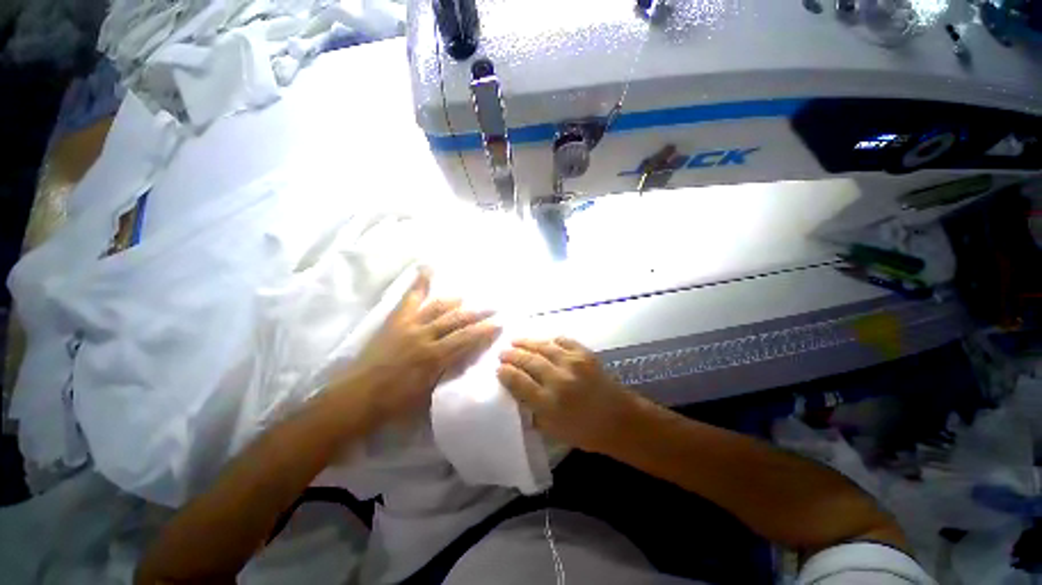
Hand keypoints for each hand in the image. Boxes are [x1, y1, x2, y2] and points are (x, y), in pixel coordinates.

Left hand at [346, 269, 500, 424]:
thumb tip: (466, 356)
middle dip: (478, 314)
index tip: (499, 324)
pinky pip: (410, 298)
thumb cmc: (396, 401)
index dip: (484, 331)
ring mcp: (410, 325)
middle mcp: (425, 336)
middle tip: (493, 308)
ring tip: (467, 298)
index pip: (466, 339)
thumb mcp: (429, 392)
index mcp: (435, 357)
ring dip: (456, 302)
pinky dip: (419, 283)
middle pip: (457, 321)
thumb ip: (449, 371)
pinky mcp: (396, 320)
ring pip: (438, 307)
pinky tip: (427, 268)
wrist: (357, 396)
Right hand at [497, 337, 639, 453]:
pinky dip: (551, 339)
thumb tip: (517, 394)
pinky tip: (544, 341)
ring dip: (526, 342)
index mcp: (549, 404)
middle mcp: (559, 380)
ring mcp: (573, 363)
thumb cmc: (586, 431)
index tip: (498, 369)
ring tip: (515, 340)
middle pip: (529, 361)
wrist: (620, 420)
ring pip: (543, 347)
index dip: (505, 373)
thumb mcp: (554, 430)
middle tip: (503, 352)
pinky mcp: (585, 354)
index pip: (519, 383)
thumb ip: (533, 411)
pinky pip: (563, 341)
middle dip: (512, 355)